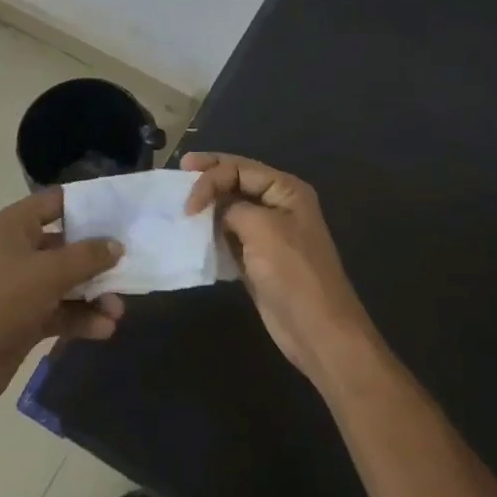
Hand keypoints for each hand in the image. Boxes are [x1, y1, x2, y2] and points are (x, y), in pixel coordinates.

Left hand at [0, 187, 125, 410]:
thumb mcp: (48, 273)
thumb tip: (116, 245)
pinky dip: (81, 318)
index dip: (89, 205)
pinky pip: (60, 311)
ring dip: (94, 295)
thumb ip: (87, 257)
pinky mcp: (24, 319)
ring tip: (118, 311)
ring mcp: (20, 287)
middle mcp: (17, 251)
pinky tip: (104, 329)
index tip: (123, 213)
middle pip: (67, 245)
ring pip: (67, 282)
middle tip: (130, 267)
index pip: (56, 202)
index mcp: (14, 227)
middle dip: (99, 259)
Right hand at [182, 152, 379, 384]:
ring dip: (207, 207)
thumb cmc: (293, 272)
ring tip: (180, 205)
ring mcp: (268, 233)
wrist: (316, 328)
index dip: (211, 176)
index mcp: (286, 190)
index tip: (188, 203)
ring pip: (230, 209)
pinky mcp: (257, 259)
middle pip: (236, 182)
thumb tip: (215, 209)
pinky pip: (229, 236)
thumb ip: (233, 208)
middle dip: (209, 178)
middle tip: (179, 172)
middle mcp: (278, 205)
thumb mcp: (262, 228)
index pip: (241, 168)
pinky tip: (193, 234)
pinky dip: (211, 233)